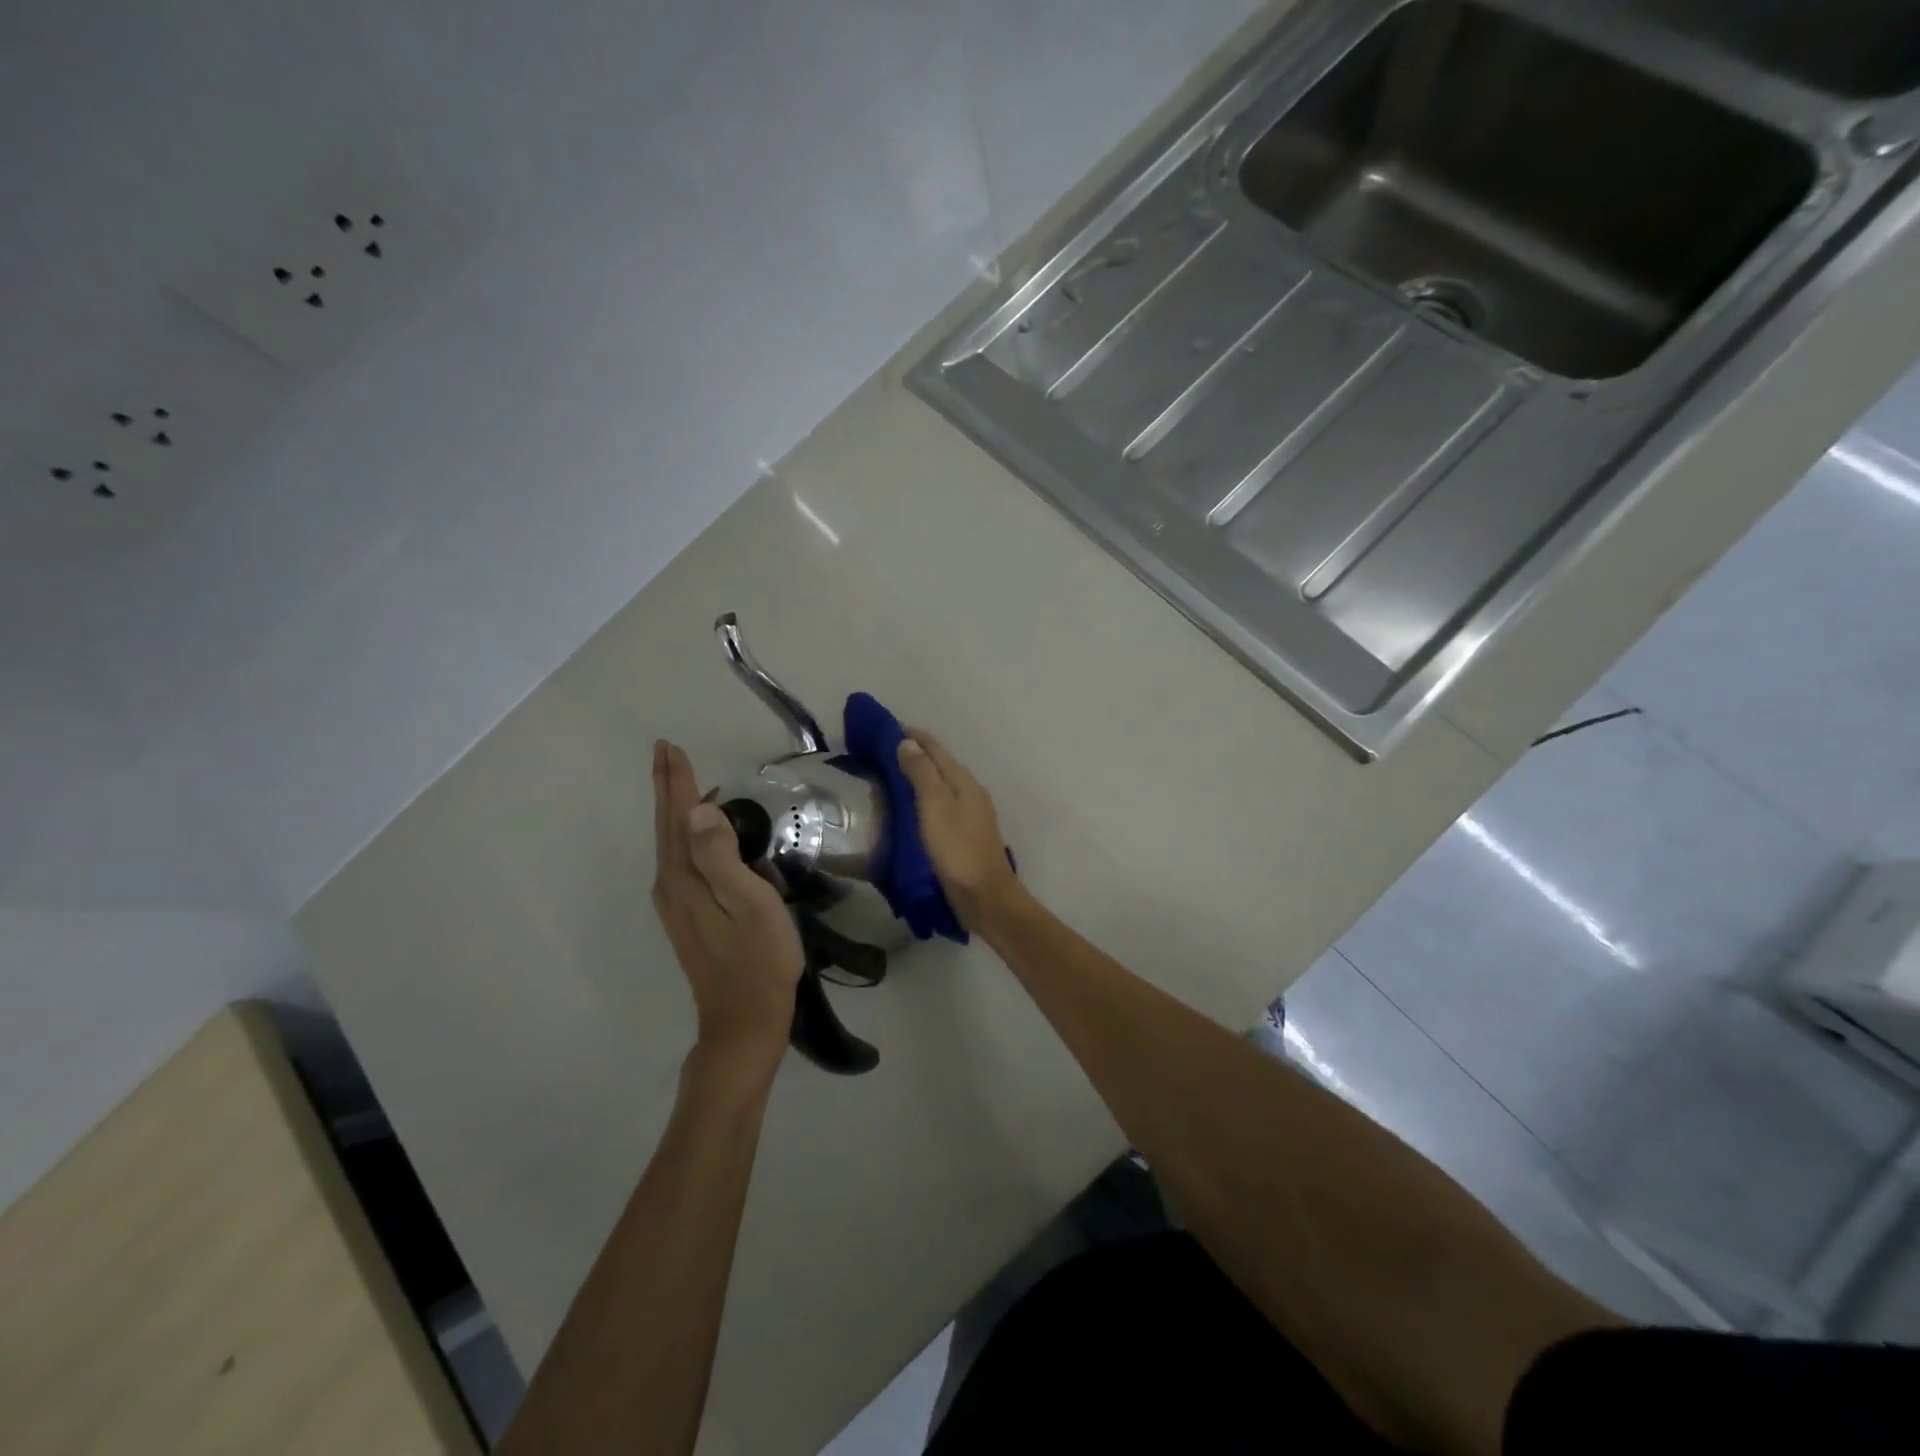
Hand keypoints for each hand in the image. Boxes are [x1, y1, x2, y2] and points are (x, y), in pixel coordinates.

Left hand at [651, 740, 803, 1071]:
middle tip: (666, 752)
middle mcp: (672, 886)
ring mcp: (677, 904)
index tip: (669, 747)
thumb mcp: (749, 903)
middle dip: (667, 788)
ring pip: (671, 843)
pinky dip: (684, 834)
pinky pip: (681, 860)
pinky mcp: (688, 916)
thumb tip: (696, 810)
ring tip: (680, 781)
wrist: (745, 1020)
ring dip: (673, 809)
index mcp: (685, 878)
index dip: (676, 781)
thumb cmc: (759, 958)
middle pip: (667, 826)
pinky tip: (698, 833)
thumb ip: (721, 857)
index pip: (678, 817)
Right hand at [895, 729, 1021, 930]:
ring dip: (922, 774)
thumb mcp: (935, 807)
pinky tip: (914, 806)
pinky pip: (944, 803)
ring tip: (894, 773)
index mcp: (964, 782)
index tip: (889, 727)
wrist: (985, 896)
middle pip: (942, 764)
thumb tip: (908, 743)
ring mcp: (972, 813)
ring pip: (943, 783)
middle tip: (885, 749)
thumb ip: (922, 774)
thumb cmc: (957, 850)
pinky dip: (927, 796)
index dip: (914, 737)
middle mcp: (971, 792)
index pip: (936, 749)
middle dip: (917, 753)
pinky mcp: (967, 833)